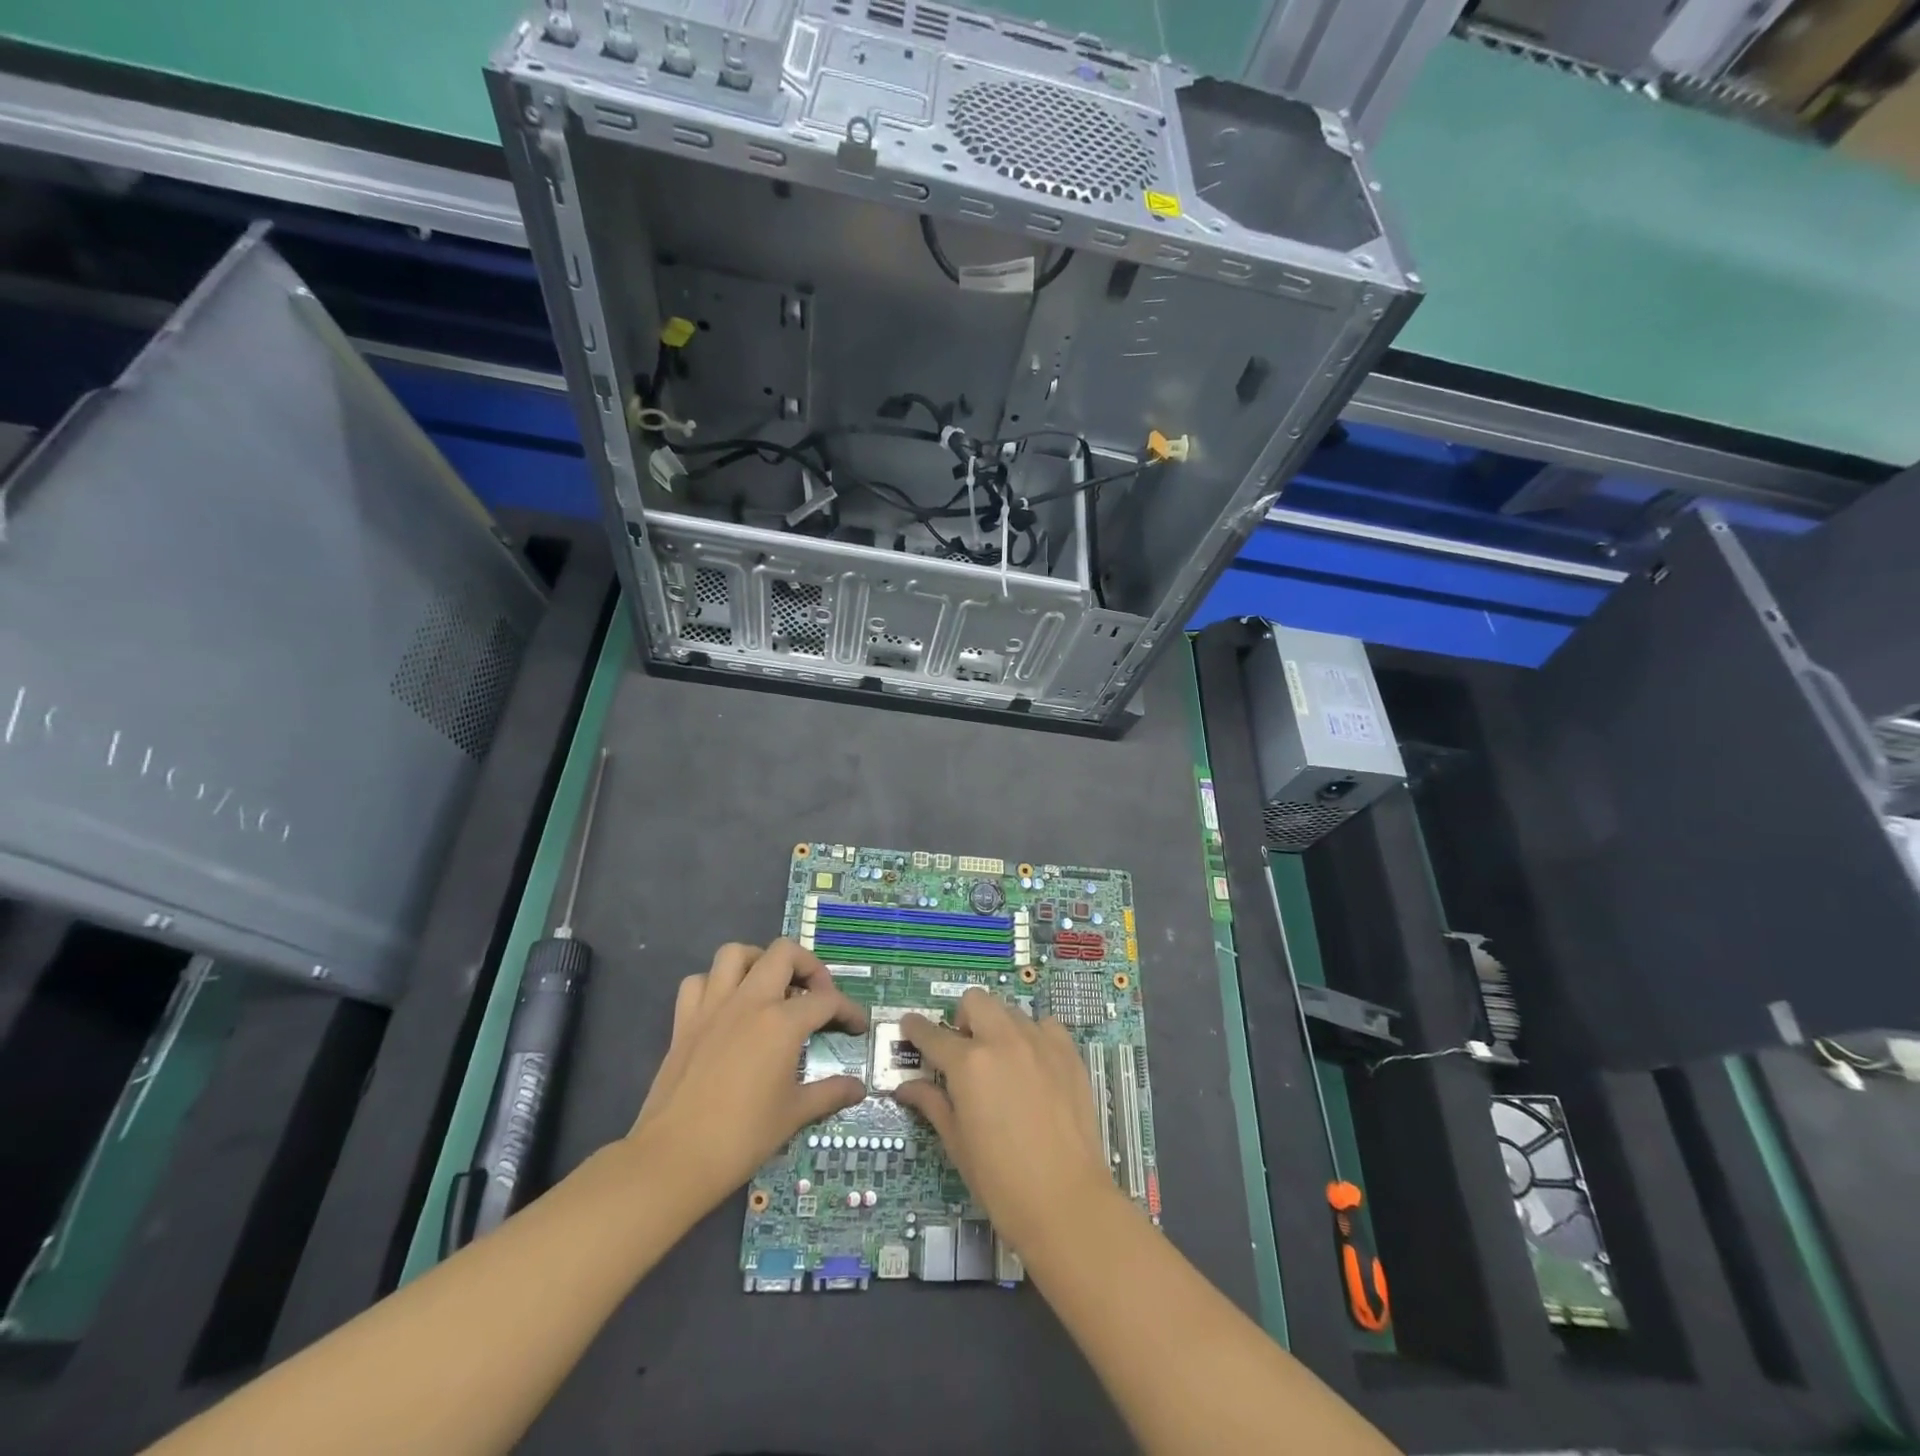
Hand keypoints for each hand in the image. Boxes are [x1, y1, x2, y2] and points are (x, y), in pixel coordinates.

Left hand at [630, 940, 868, 1206]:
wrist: (673, 1159)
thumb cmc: (741, 1137)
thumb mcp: (794, 1115)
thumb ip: (830, 1093)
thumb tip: (859, 1088)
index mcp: (782, 1021)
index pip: (827, 1000)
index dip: (849, 1010)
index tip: (857, 1027)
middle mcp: (750, 1000)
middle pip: (784, 953)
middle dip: (808, 966)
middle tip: (815, 995)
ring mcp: (712, 1006)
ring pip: (735, 953)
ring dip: (758, 962)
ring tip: (771, 987)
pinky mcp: (684, 1021)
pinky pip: (699, 982)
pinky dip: (715, 984)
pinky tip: (727, 1006)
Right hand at [894, 988, 1119, 1254]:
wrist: (1067, 1200)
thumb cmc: (1001, 1181)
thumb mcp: (957, 1144)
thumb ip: (933, 1104)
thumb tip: (907, 1086)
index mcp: (968, 1064)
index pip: (932, 1034)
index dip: (915, 1028)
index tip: (909, 1026)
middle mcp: (1003, 1040)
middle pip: (975, 1001)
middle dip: (963, 1018)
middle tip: (964, 1051)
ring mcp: (1039, 1042)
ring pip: (1010, 1011)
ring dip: (998, 1027)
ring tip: (1001, 1061)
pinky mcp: (1068, 1052)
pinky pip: (1045, 1026)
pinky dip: (1033, 1036)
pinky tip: (1034, 1065)